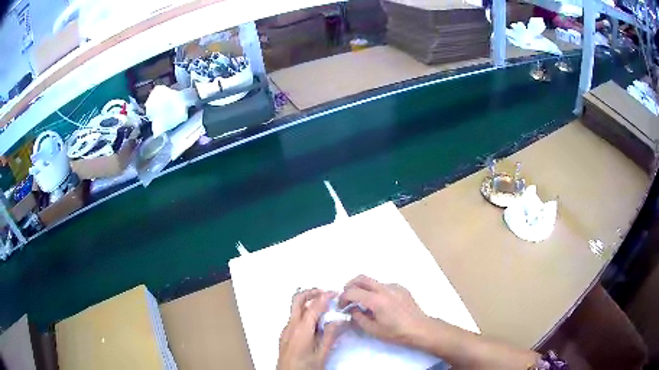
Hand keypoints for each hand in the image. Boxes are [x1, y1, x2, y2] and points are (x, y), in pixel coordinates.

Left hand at [277, 289, 342, 369]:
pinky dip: (304, 313)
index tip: (335, 292)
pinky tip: (314, 323)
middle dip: (311, 292)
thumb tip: (339, 319)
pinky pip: (294, 318)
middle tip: (325, 292)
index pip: (314, 306)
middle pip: (297, 300)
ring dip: (307, 302)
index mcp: (302, 329)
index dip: (325, 296)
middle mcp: (291, 326)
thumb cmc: (305, 367)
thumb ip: (330, 335)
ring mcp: (286, 330)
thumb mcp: (322, 353)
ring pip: (295, 309)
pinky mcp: (285, 335)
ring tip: (323, 306)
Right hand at [339, 275, 431, 346]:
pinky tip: (379, 304)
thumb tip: (353, 309)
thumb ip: (358, 318)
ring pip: (373, 282)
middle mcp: (385, 289)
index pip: (352, 291)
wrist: (419, 328)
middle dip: (350, 286)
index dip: (343, 298)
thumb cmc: (396, 332)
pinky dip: (376, 291)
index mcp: (376, 300)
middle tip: (347, 298)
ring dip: (363, 289)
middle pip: (361, 278)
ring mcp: (394, 286)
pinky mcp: (401, 288)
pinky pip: (384, 285)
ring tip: (364, 304)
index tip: (341, 306)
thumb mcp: (373, 330)